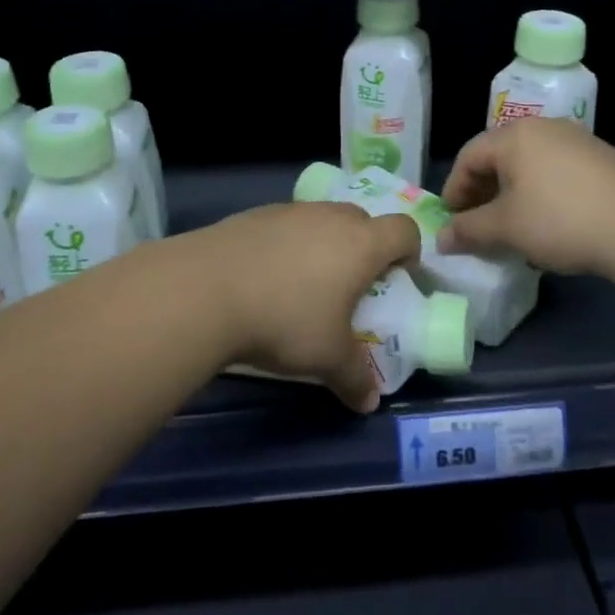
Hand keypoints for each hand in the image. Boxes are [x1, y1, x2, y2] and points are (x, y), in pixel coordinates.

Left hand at [194, 201, 420, 412]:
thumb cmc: (284, 319)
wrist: (205, 289)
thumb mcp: (326, 358)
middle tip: (351, 286)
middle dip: (365, 248)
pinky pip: (285, 225)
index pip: (403, 230)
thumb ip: (355, 378)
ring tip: (304, 284)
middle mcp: (330, 217)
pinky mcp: (254, 214)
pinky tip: (265, 277)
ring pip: (321, 220)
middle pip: (363, 220)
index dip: (409, 251)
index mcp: (361, 243)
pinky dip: (286, 245)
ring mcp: (290, 211)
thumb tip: (369, 403)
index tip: (397, 279)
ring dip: (323, 244)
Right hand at [436, 118, 614, 276]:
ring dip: (512, 194)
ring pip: (529, 164)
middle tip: (477, 224)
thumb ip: (469, 230)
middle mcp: (543, 128)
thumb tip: (441, 239)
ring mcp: (576, 140)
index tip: (451, 221)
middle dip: (482, 192)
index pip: (469, 157)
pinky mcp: (601, 158)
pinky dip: (541, 193)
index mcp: (513, 136)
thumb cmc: (560, 220)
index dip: (454, 190)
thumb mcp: (506, 228)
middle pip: (499, 157)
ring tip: (512, 226)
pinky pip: (556, 171)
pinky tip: (549, 222)